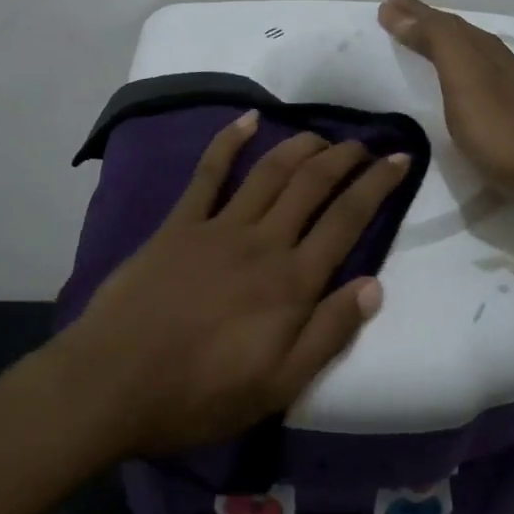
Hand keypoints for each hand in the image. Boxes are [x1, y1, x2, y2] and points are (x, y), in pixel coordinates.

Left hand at [59, 110, 409, 455]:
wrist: (113, 383)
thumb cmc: (200, 394)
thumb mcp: (278, 385)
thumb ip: (328, 333)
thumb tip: (374, 286)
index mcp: (292, 282)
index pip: (348, 220)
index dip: (378, 185)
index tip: (400, 159)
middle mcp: (263, 242)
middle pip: (313, 184)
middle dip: (344, 157)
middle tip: (365, 144)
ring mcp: (218, 227)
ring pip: (270, 171)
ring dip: (301, 146)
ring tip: (324, 135)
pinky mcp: (179, 224)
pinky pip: (208, 173)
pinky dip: (228, 141)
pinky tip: (247, 119)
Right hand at [378, 0, 513, 208]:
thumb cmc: (504, 131)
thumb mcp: (465, 79)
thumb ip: (436, 43)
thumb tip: (398, 9)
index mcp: (486, 52)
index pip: (445, 23)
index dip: (414, 12)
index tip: (385, 4)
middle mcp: (502, 64)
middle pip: (461, 35)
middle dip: (427, 22)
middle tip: (396, 15)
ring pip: (474, 56)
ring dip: (445, 45)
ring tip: (422, 43)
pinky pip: (480, 81)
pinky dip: (460, 71)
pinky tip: (460, 86)